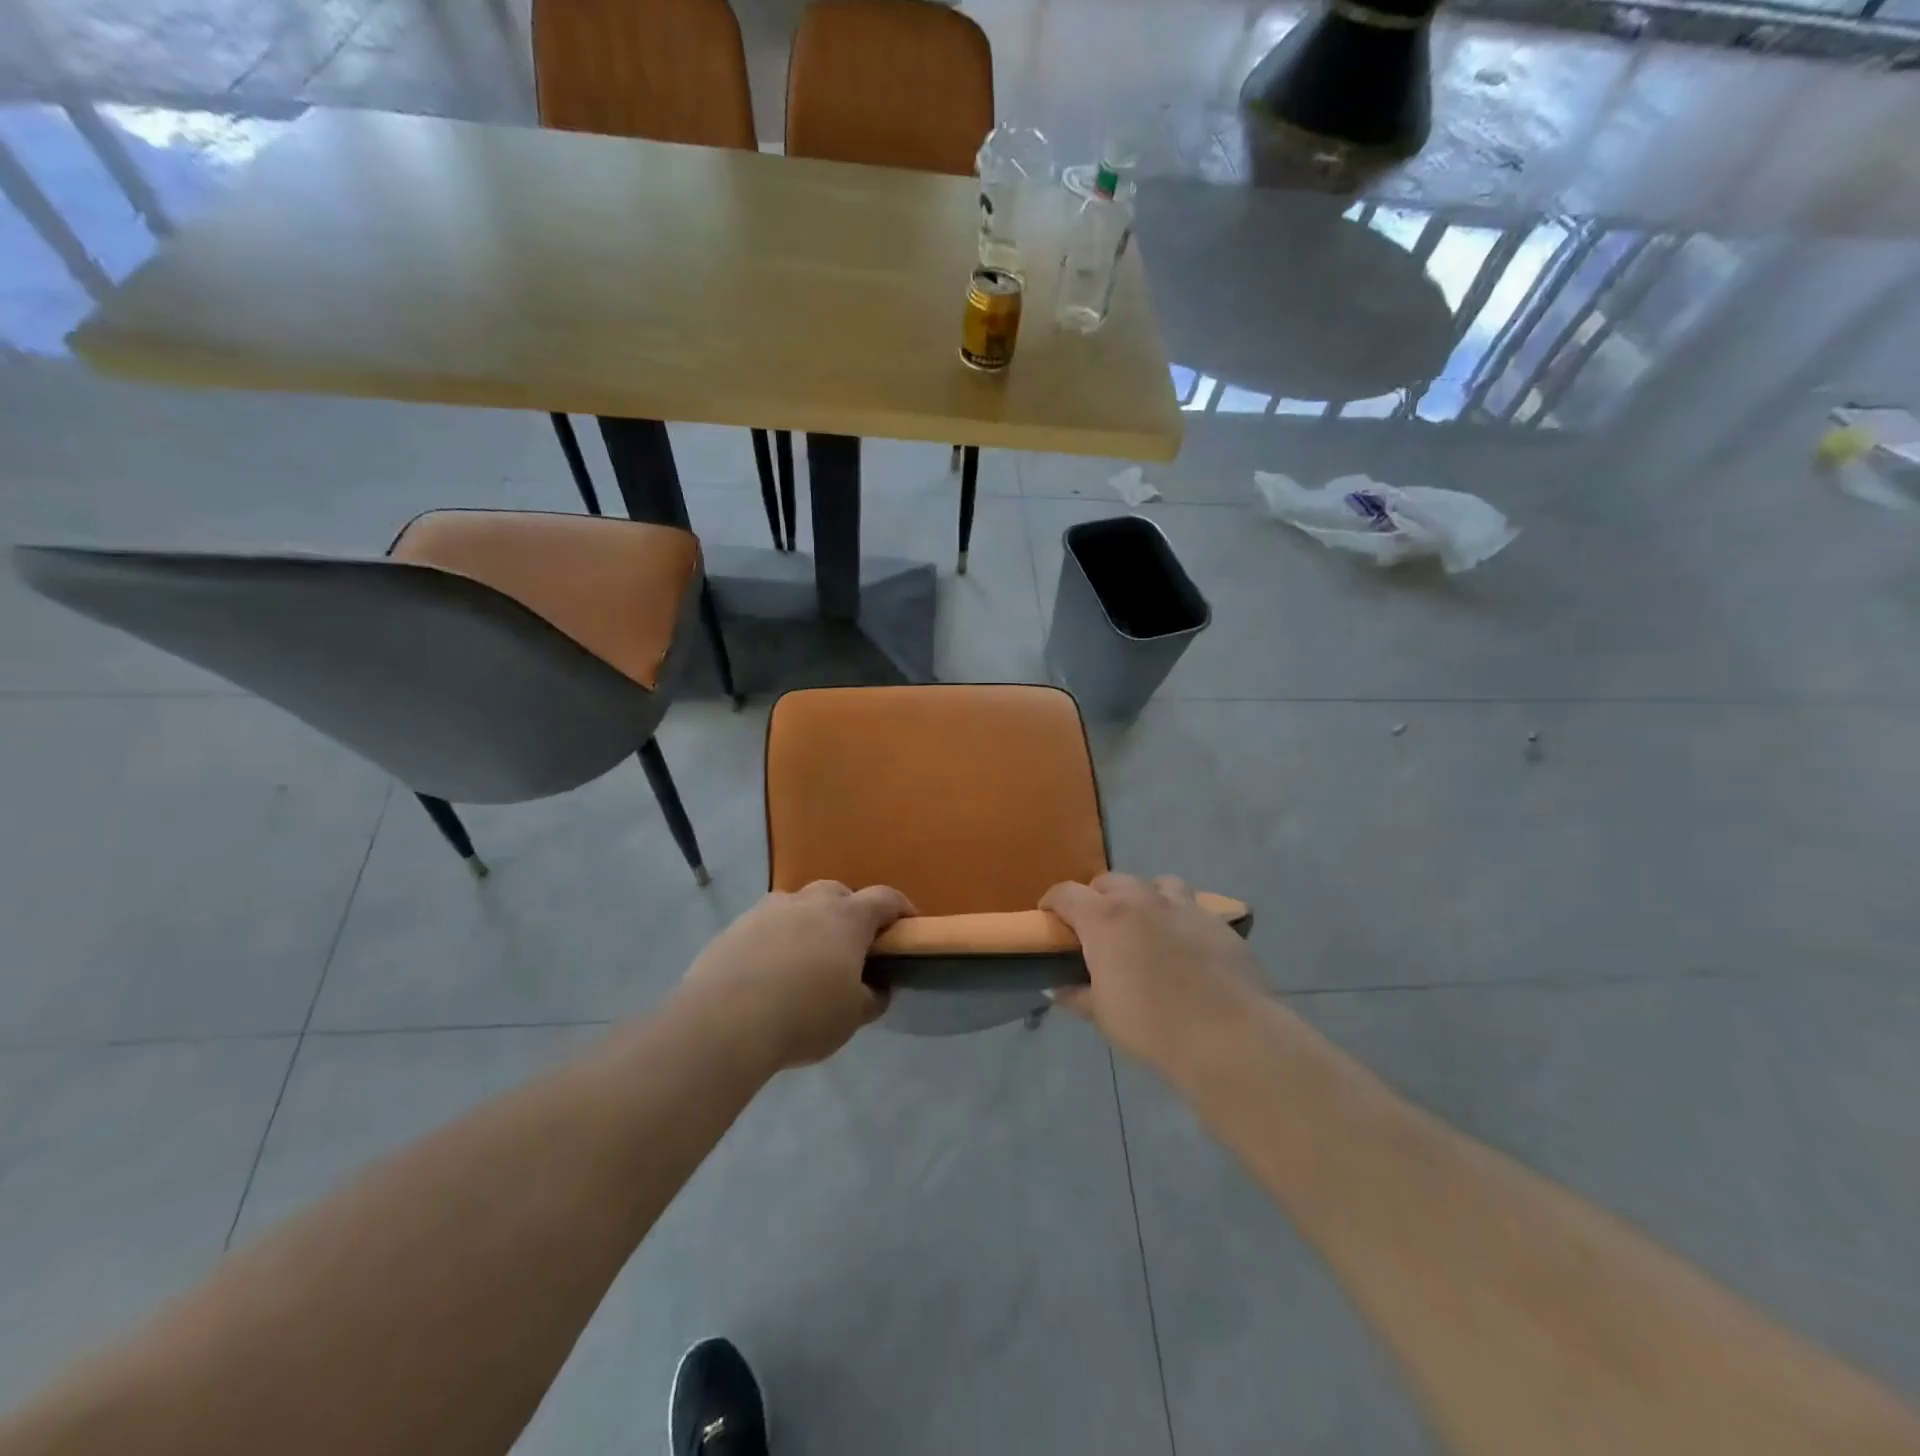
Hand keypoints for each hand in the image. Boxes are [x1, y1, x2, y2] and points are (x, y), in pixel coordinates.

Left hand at [676, 880, 914, 1071]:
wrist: (723, 1022)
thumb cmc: (803, 1016)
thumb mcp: (852, 1017)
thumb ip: (872, 997)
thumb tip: (876, 988)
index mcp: (847, 918)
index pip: (885, 898)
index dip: (901, 908)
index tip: (907, 924)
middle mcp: (810, 902)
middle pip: (839, 892)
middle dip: (850, 911)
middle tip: (851, 944)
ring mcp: (769, 910)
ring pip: (799, 904)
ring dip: (810, 921)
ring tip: (806, 956)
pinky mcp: (736, 926)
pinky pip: (766, 924)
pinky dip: (776, 937)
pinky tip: (769, 969)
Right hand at [1040, 872, 1262, 1069]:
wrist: (1227, 1035)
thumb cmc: (1151, 1025)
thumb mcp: (1103, 1014)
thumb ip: (1078, 995)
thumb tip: (1059, 989)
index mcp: (1104, 918)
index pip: (1066, 893)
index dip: (1052, 902)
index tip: (1049, 917)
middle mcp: (1142, 899)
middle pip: (1110, 881)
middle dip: (1098, 898)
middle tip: (1098, 927)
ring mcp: (1184, 906)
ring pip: (1157, 883)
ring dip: (1144, 898)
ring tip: (1146, 925)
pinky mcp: (1217, 921)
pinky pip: (1192, 907)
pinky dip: (1180, 919)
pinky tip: (1186, 947)